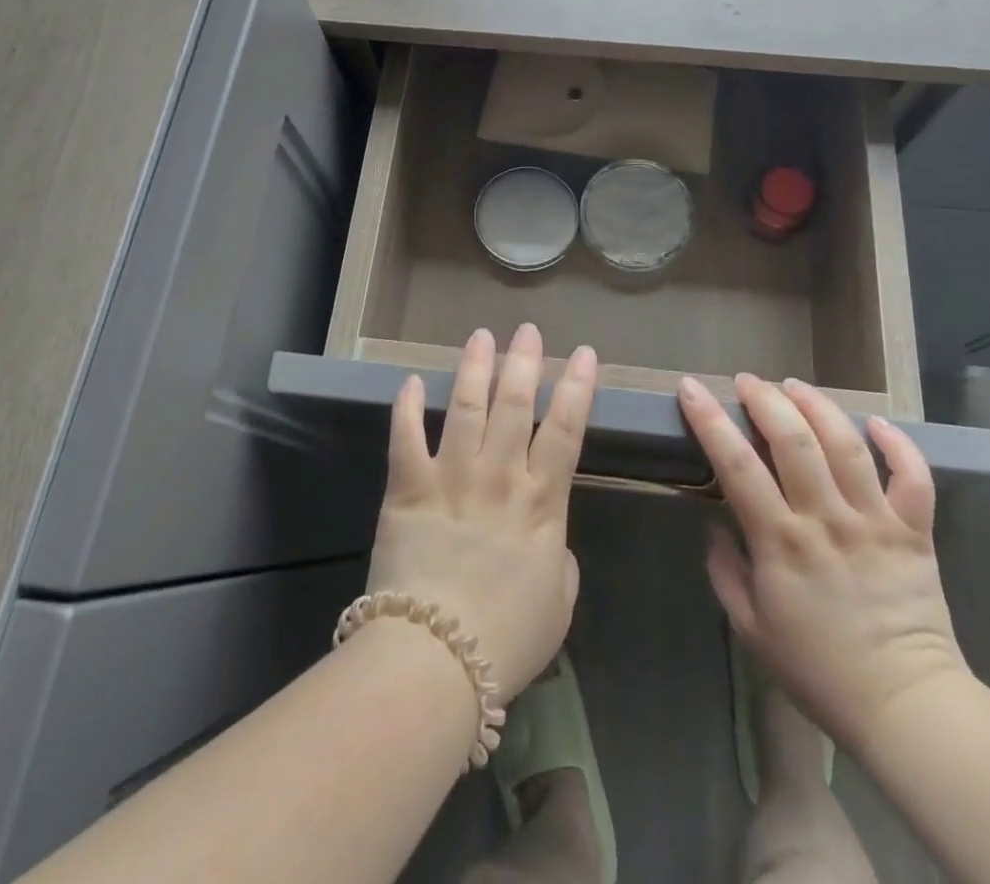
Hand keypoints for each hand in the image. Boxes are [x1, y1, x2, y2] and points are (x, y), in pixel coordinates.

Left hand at [365, 324, 596, 698]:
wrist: (437, 659)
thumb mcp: (559, 601)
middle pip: (515, 404)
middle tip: (527, 330)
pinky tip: (411, 381)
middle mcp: (499, 475)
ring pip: (466, 406)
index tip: (583, 353)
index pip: (566, 429)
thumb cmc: (508, 638)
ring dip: (474, 368)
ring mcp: (451, 476)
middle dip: (523, 361)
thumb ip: (560, 557)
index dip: (577, 387)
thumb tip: (548, 536)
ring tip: (481, 336)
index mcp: (541, 501)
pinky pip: (405, 437)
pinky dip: (406, 407)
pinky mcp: (408, 488)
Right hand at [678, 374, 967, 755]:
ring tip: (794, 385)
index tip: (691, 388)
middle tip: (747, 382)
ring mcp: (874, 522)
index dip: (710, 420)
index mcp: (781, 542)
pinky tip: (876, 422)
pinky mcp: (914, 532)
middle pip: (794, 440)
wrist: (905, 707)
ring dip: (817, 406)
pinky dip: (898, 444)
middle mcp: (826, 520)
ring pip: (846, 445)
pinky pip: (913, 478)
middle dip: (765, 399)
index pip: (736, 465)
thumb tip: (713, 524)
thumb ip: (725, 571)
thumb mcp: (750, 628)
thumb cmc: (818, 670)